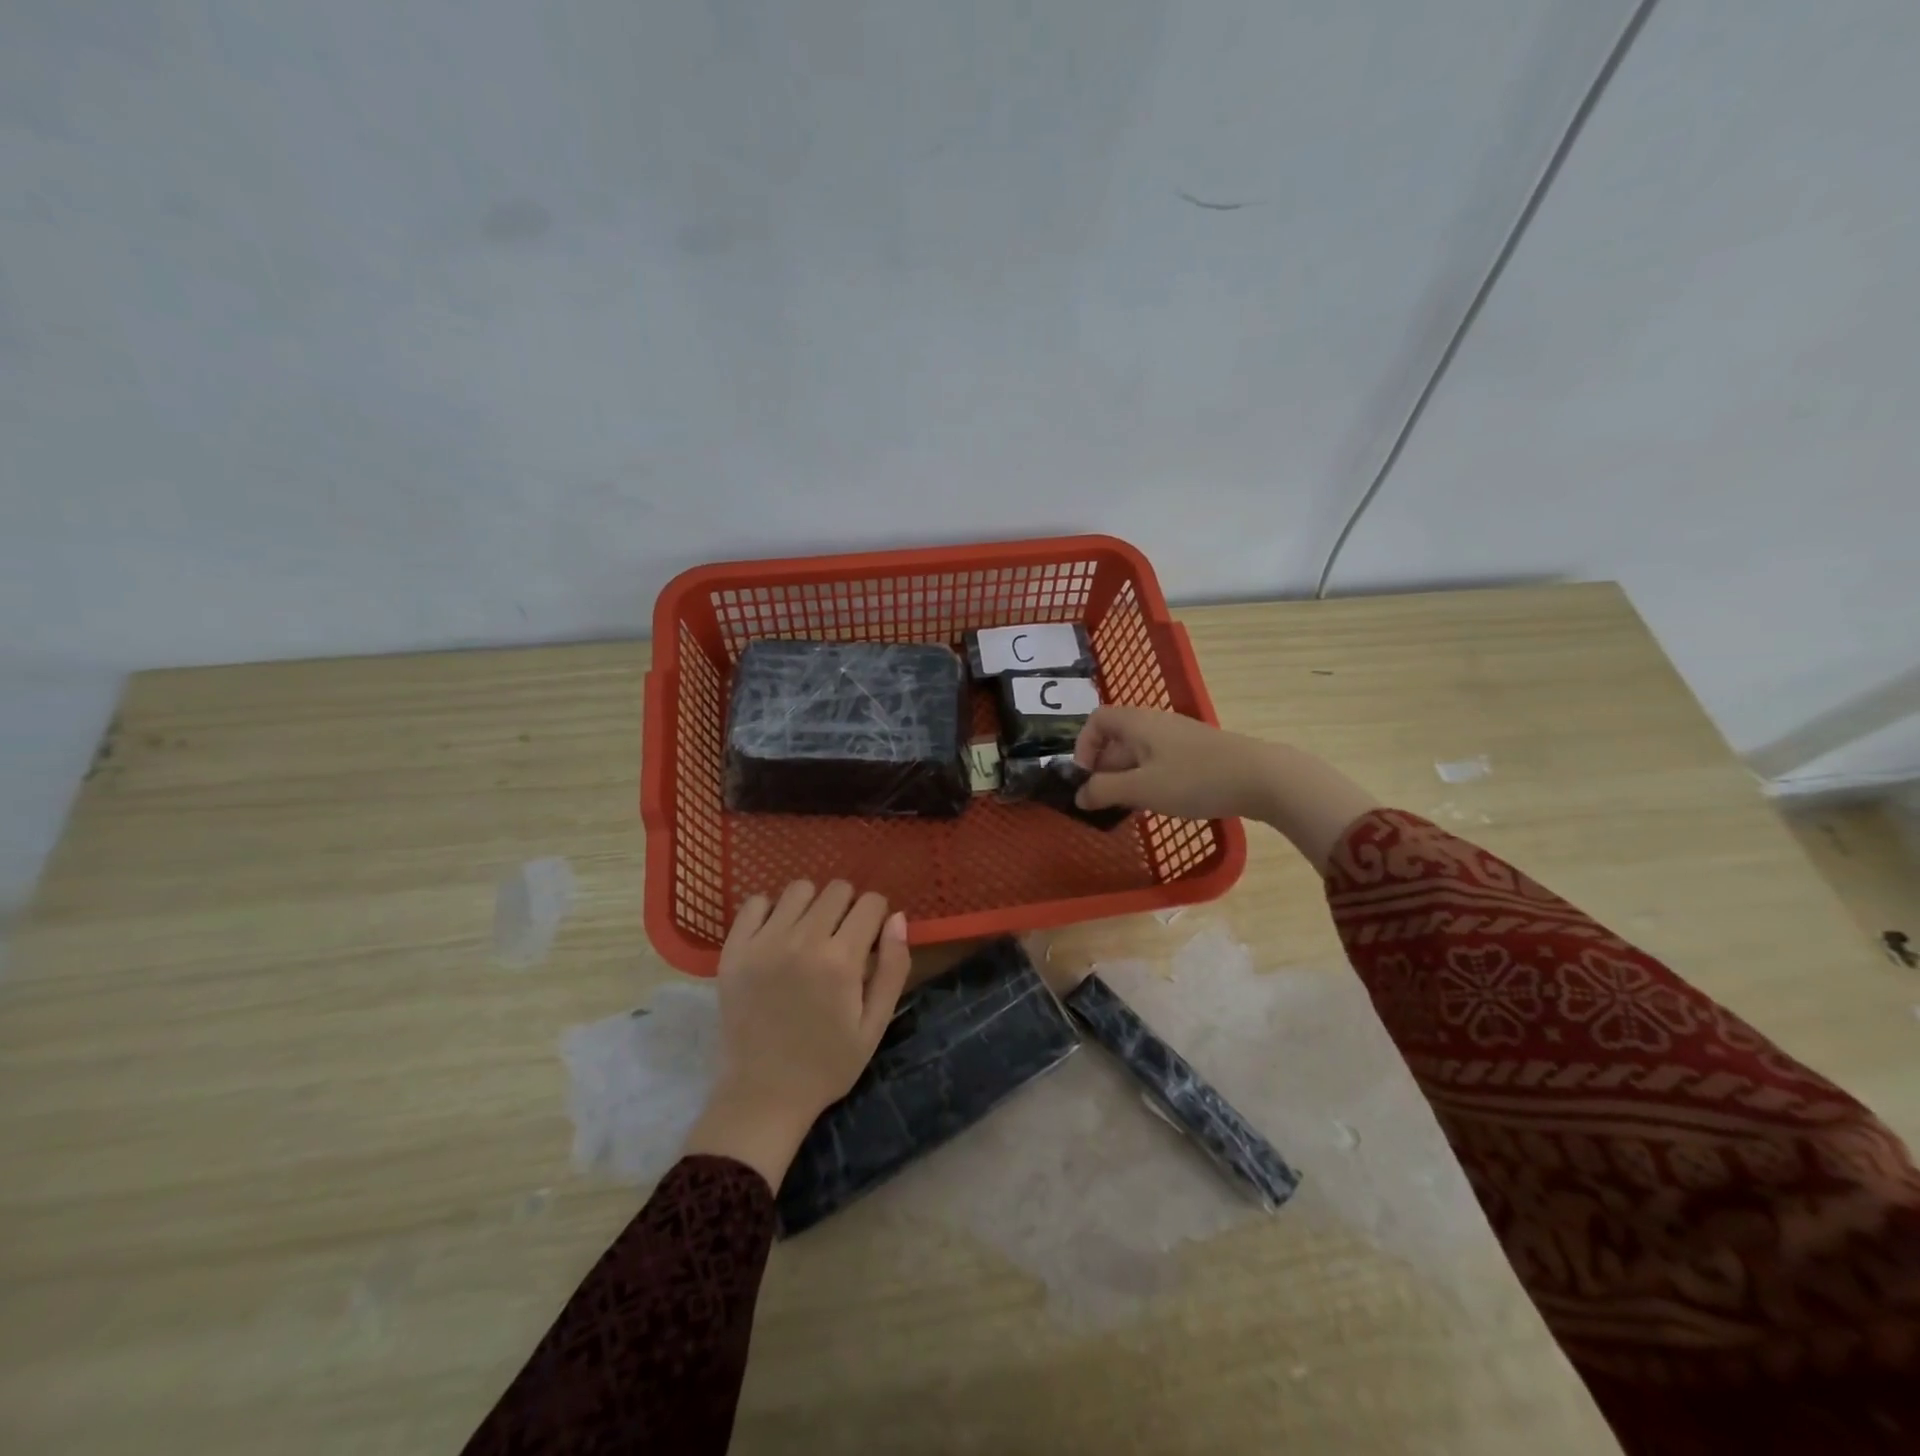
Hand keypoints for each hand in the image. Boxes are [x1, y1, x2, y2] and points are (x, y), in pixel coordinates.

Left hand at [682, 880, 910, 1190]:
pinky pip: (755, 902)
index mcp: (841, 961)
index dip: (877, 917)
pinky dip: (771, 911)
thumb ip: (893, 968)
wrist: (762, 1095)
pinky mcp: (734, 950)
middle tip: (841, 939)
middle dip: (848, 908)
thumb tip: (897, 917)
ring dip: (812, 905)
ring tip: (808, 935)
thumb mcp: (875, 1025)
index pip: (871, 903)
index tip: (870, 938)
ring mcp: (763, 943)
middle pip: (837, 890)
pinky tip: (777, 935)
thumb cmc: (827, 1064)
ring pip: (799, 888)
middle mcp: (802, 941)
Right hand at [1073, 706, 1378, 874]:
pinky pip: (1160, 761)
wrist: (1262, 777)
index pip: (1097, 720)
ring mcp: (1178, 737)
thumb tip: (1080, 796)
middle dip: (1104, 769)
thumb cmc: (1194, 779)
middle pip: (1116, 738)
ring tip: (1128, 808)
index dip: (1083, 746)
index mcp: (1137, 723)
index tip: (1084, 778)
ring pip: (1139, 753)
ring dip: (1126, 778)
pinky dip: (1149, 780)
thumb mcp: (1141, 788)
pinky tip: (1158, 804)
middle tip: (1103, 802)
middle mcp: (1155, 723)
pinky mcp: (1197, 753)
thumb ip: (1104, 791)